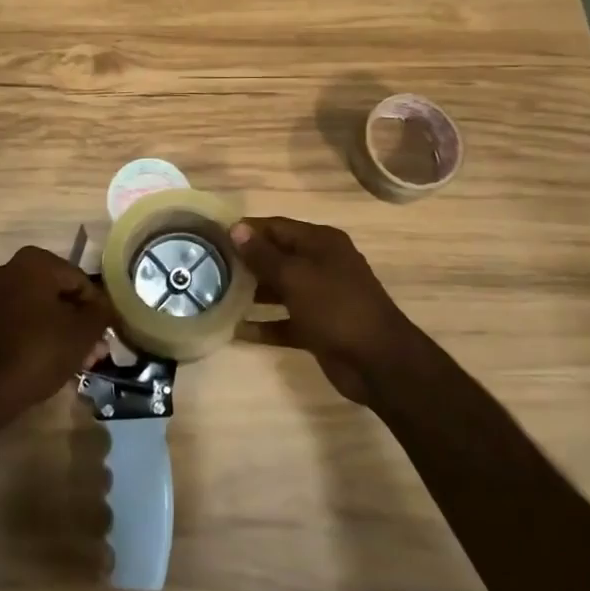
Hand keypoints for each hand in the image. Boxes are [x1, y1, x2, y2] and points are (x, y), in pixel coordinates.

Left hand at [0, 246, 112, 415]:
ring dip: (66, 332)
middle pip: (62, 294)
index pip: (81, 281)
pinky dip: (44, 335)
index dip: (97, 310)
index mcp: (36, 261)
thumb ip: (101, 311)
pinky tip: (59, 360)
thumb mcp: (83, 331)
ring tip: (83, 362)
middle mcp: (13, 268)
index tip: (106, 336)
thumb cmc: (40, 350)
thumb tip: (105, 306)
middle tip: (96, 352)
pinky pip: (26, 320)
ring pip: (45, 309)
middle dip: (81, 323)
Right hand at [229, 217, 420, 404]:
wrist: (379, 363)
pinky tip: (236, 330)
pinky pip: (285, 321)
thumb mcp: (296, 277)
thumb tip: (236, 228)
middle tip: (210, 267)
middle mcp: (321, 264)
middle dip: (246, 262)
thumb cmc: (336, 307)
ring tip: (217, 295)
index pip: (276, 227)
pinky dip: (265, 324)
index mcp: (321, 242)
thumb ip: (263, 255)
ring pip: (279, 289)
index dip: (247, 230)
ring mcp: (321, 297)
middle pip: (277, 257)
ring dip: (252, 293)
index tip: (214, 236)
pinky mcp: (318, 327)